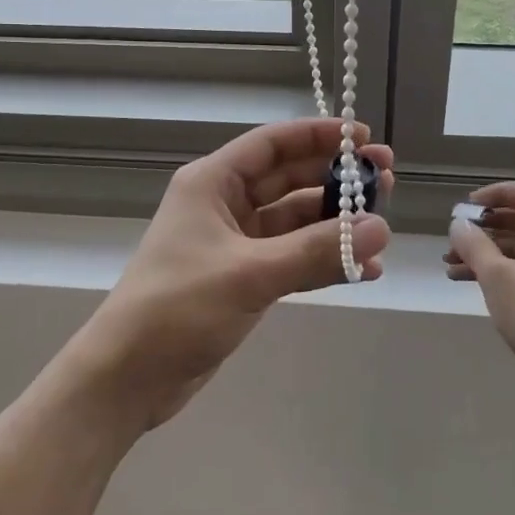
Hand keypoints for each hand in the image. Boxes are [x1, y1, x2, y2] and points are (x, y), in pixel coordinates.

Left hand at [74, 118, 393, 427]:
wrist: (127, 378)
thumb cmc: (177, 307)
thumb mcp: (249, 273)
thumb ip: (315, 250)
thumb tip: (380, 228)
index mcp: (213, 183)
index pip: (273, 143)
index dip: (317, 136)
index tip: (362, 139)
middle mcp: (225, 204)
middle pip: (289, 179)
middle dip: (335, 179)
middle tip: (386, 181)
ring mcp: (236, 243)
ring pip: (295, 221)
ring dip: (335, 224)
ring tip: (383, 228)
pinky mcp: (244, 278)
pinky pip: (293, 258)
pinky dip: (324, 261)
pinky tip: (363, 271)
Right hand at [445, 181, 514, 391]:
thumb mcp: (496, 277)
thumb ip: (474, 244)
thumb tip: (458, 224)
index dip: (495, 194)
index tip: (468, 207)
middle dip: (487, 228)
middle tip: (458, 237)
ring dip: (491, 252)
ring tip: (453, 266)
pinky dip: (508, 270)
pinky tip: (475, 283)